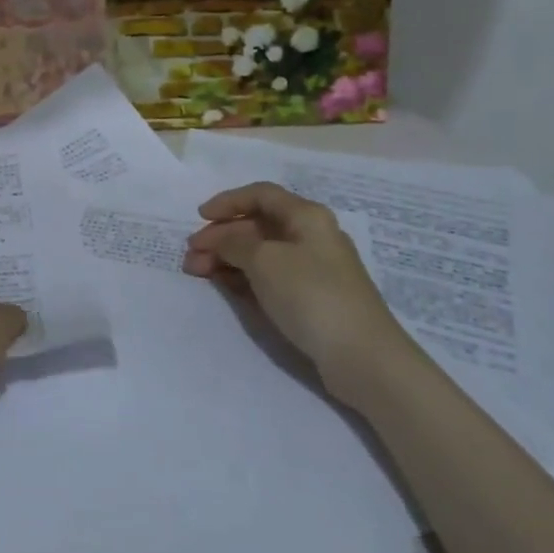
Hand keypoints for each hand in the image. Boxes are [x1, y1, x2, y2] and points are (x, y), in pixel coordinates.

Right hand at [182, 182, 410, 403]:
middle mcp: (311, 237)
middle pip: (258, 226)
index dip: (228, 202)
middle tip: (191, 256)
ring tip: (198, 273)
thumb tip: (218, 239)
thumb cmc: (311, 294)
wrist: (362, 357)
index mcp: (306, 217)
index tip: (199, 218)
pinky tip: (224, 286)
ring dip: (227, 258)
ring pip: (261, 254)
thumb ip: (233, 243)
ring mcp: (312, 270)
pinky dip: (244, 278)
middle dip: (221, 237)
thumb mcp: (264, 260)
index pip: (261, 195)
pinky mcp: (311, 299)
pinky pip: (269, 278)